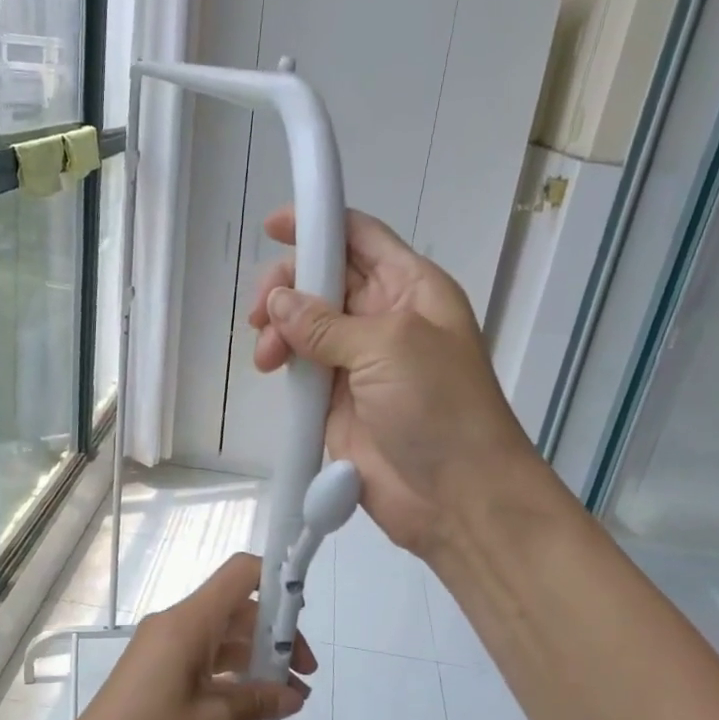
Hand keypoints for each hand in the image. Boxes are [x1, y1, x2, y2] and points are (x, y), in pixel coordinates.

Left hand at [61, 554, 314, 719]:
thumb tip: (292, 695)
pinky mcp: (155, 671)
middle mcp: (174, 625)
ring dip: (255, 660)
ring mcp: (162, 648)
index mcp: (188, 623)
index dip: (277, 581)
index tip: (302, 617)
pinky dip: (230, 675)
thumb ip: (258, 701)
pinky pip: (202, 658)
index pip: (241, 574)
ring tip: (287, 699)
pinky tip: (252, 707)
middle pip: (236, 609)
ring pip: (221, 637)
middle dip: (274, 636)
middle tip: (303, 677)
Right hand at [247, 207, 537, 558]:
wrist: (456, 496)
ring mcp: (358, 362)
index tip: (273, 226)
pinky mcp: (337, 402)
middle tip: (262, 311)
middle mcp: (384, 318)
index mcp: (411, 288)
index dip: (319, 223)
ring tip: (266, 355)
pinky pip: (302, 369)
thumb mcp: (389, 348)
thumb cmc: (439, 408)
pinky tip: (270, 369)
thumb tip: (279, 302)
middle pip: (326, 279)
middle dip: (289, 286)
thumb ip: (328, 323)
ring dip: (280, 329)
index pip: (361, 238)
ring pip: (306, 325)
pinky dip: (283, 363)